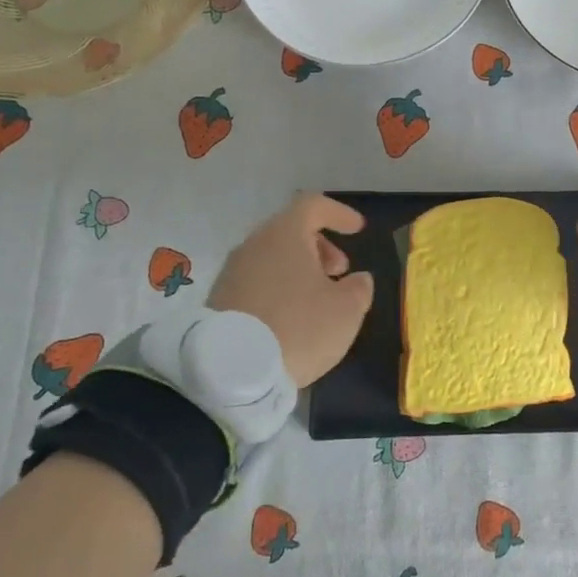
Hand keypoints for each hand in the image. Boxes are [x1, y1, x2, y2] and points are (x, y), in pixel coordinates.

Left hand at [209, 193, 374, 386]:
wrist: (231, 371)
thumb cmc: (299, 328)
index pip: (313, 205)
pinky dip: (278, 287)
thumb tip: (357, 280)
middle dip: (320, 246)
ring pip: (272, 256)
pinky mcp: (219, 300)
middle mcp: (254, 245)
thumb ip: (359, 288)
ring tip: (318, 298)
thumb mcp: (347, 310)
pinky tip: (291, 316)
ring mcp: (232, 272)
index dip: (339, 214)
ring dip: (299, 269)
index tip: (357, 230)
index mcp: (285, 235)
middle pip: (290, 230)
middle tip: (339, 271)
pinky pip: (256, 280)